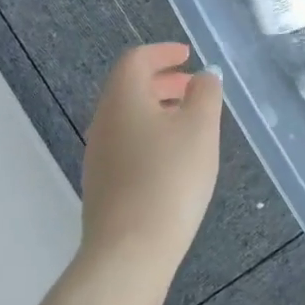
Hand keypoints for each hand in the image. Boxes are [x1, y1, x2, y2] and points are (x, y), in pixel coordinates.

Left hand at [78, 43, 222, 295]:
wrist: (129, 251)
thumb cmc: (169, 178)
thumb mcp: (200, 128)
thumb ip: (205, 94)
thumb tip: (203, 77)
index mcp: (123, 98)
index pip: (136, 59)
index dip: (162, 52)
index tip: (187, 56)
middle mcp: (103, 120)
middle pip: (129, 87)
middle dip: (162, 81)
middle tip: (192, 88)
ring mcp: (99, 154)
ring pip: (127, 117)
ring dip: (157, 110)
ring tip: (189, 123)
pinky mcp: (102, 184)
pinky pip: (126, 143)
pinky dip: (149, 135)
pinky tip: (173, 159)